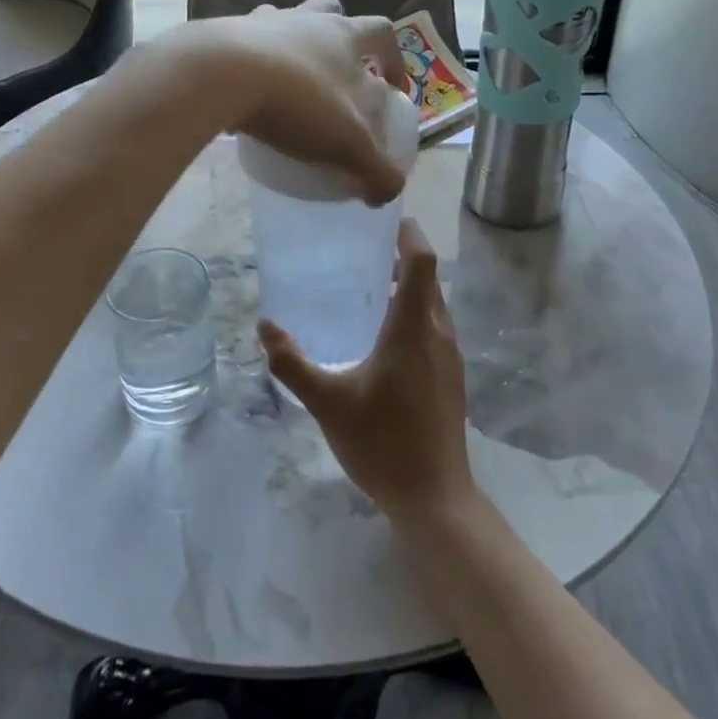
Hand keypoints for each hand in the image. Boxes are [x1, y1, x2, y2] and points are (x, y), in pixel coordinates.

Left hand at [189, 0, 408, 205]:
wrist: (219, 75)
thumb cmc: (296, 101)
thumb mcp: (347, 143)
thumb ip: (375, 170)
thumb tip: (387, 194)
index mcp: (344, 35)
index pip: (383, 32)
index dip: (393, 58)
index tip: (391, 88)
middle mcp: (306, 18)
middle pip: (332, 11)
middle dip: (340, 37)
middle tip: (338, 74)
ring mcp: (262, 21)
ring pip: (286, 19)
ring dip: (293, 44)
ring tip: (289, 81)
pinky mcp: (224, 33)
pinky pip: (243, 41)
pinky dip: (250, 60)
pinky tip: (245, 90)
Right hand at [261, 219, 476, 524]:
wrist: (436, 499)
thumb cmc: (384, 444)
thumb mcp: (328, 403)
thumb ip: (293, 363)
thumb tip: (265, 327)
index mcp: (414, 329)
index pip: (422, 262)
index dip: (408, 234)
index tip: (385, 219)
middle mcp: (439, 334)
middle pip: (429, 279)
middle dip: (402, 258)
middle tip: (363, 250)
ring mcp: (450, 358)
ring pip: (434, 305)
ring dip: (409, 287)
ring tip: (370, 286)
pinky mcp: (451, 379)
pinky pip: (435, 328)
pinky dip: (415, 314)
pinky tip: (383, 336)